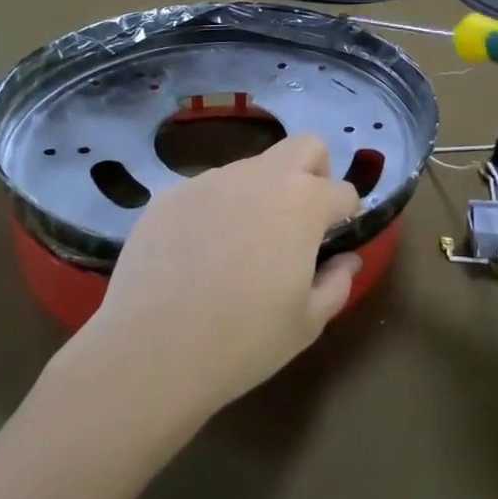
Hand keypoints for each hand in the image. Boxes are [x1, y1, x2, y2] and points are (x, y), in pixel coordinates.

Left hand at [78, 136, 361, 426]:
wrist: (151, 351)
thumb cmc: (244, 341)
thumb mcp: (307, 323)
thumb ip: (337, 282)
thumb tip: (346, 259)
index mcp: (303, 202)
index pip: (343, 191)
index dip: (346, 216)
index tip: (334, 243)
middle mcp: (260, 176)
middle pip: (305, 147)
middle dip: (314, 174)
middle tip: (300, 222)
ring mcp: (211, 180)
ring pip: (252, 168)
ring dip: (260, 194)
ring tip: (239, 248)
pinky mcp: (170, 194)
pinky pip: (207, 191)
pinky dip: (215, 211)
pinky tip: (197, 256)